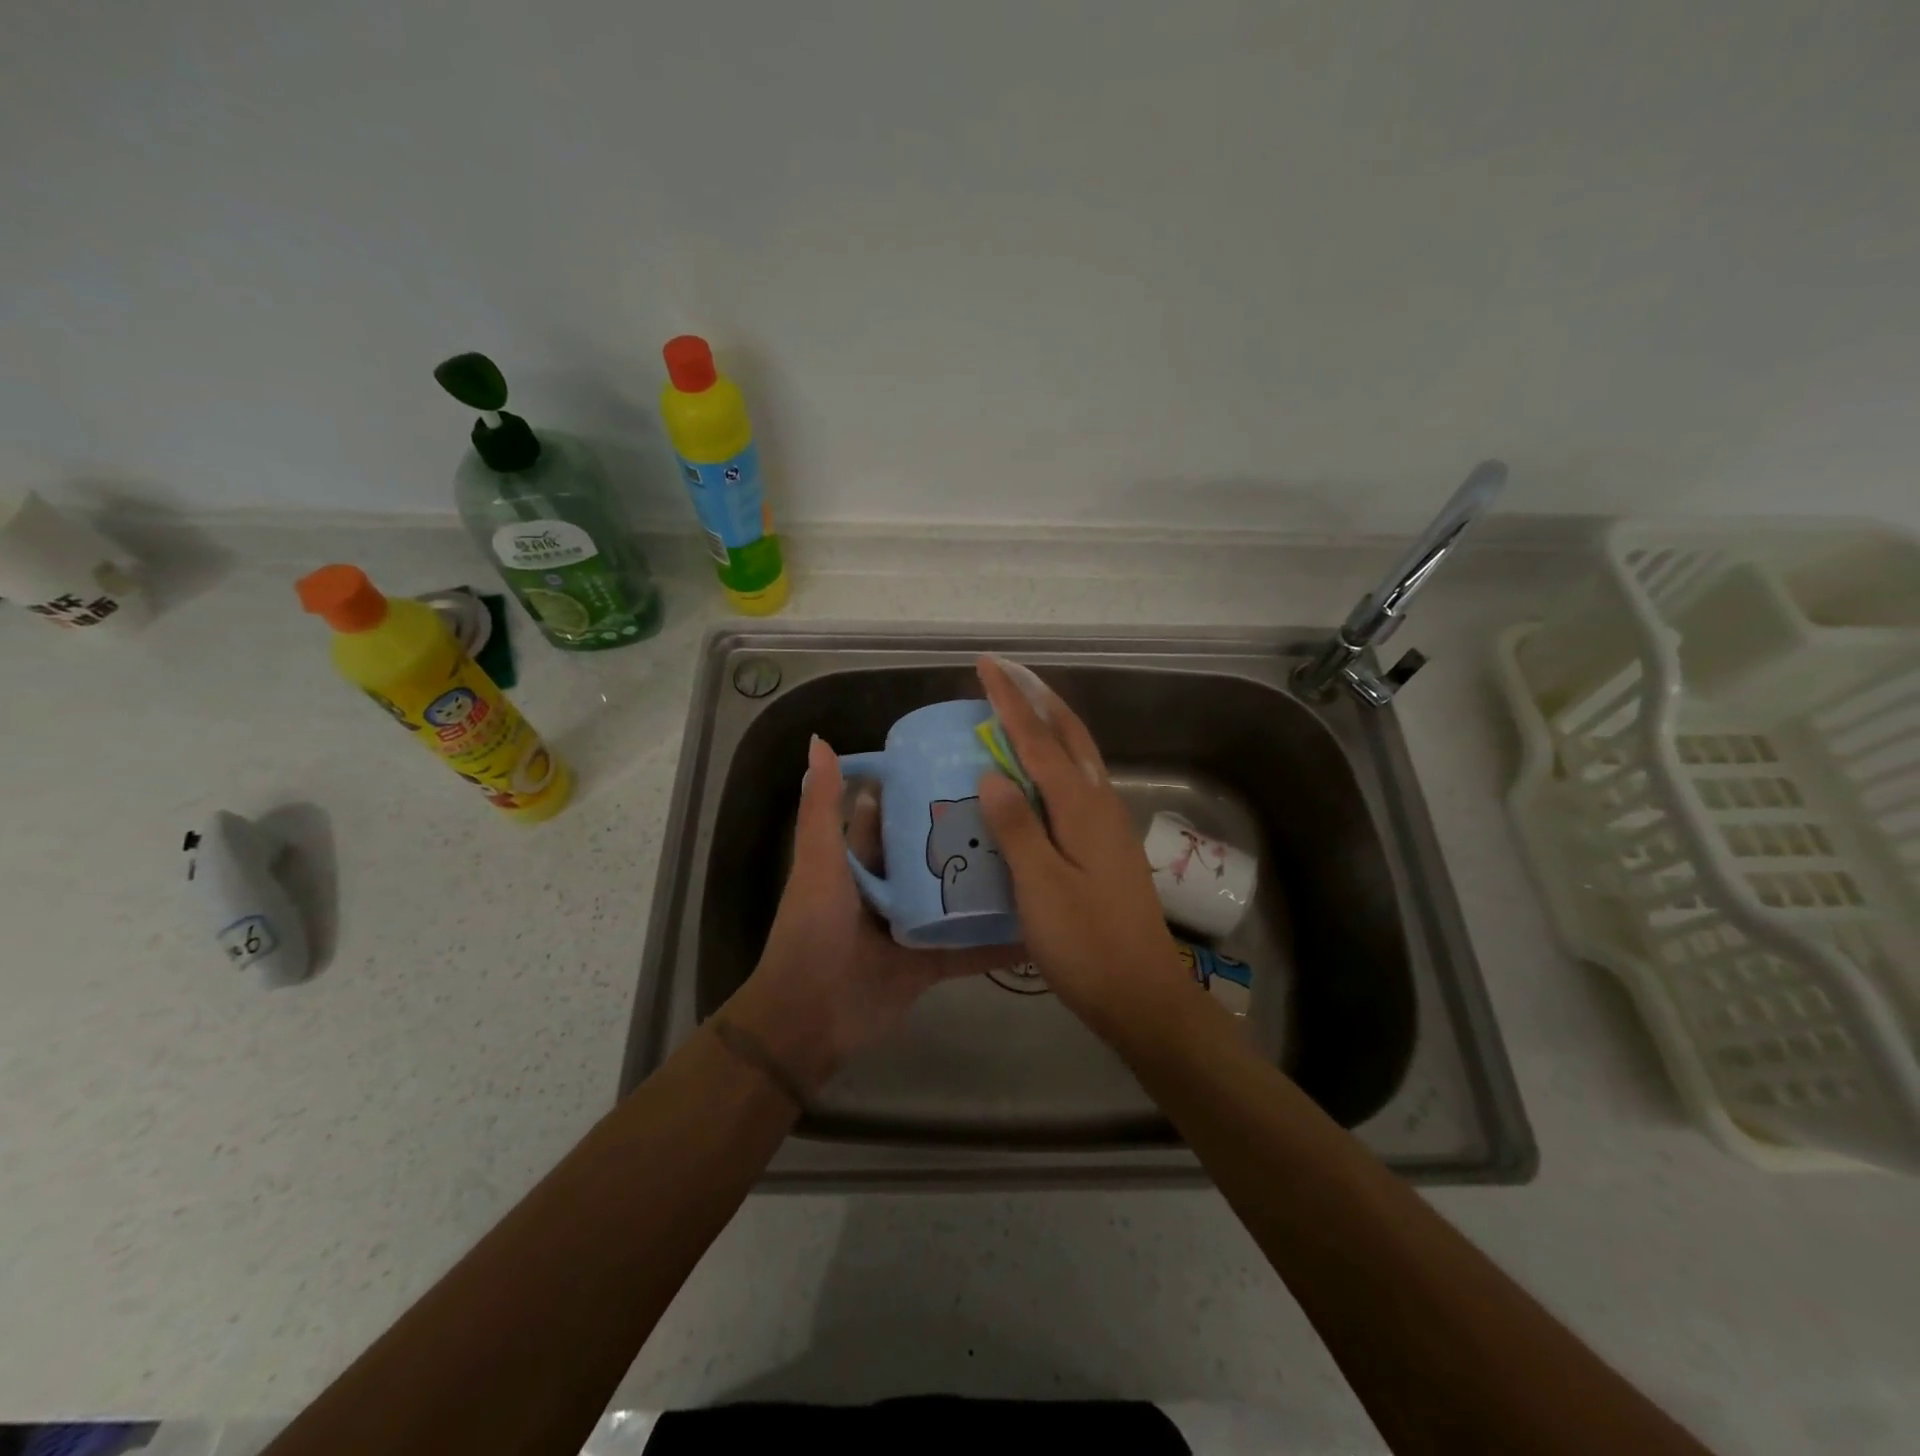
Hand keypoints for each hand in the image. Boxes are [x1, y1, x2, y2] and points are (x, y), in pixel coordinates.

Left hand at [724, 734, 1017, 1096]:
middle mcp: (890, 888)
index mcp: (860, 861)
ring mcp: (912, 927)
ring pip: (955, 897)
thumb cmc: (813, 932)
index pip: (891, 814)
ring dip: (987, 883)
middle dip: (964, 832)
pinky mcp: (930, 963)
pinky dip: (997, 942)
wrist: (810, 1020)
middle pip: (931, 853)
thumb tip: (819, 740)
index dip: (918, 788)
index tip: (964, 763)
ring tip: (1038, 854)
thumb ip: (821, 807)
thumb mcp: (818, 864)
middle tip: (1018, 804)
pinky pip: (969, 949)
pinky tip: (1037, 927)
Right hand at [973, 655, 1203, 1045]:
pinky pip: (1077, 784)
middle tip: (1007, 674)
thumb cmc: (1085, 943)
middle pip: (1071, 735)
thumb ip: (1016, 826)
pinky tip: (1038, 775)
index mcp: (1082, 808)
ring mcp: (1109, 825)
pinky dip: (1055, 761)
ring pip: (1079, 757)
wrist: (1142, 995)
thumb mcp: (1040, 886)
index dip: (1011, 701)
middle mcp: (1100, 804)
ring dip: (1051, 725)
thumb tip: (991, 773)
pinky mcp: (1107, 846)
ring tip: (1019, 710)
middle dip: (1039, 699)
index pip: (1039, 740)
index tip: (987, 665)